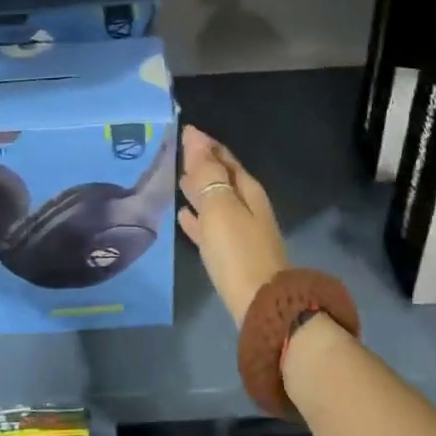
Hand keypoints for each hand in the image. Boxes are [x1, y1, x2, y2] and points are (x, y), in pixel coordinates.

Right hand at [178, 126, 287, 325]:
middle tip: (176, 153)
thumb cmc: (238, 250)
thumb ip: (206, 172)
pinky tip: (182, 217)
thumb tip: (195, 136)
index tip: (184, 131)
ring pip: (215, 202)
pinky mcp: (231, 254)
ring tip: (177, 180)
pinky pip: (210, 227)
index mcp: (247, 190)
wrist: (259, 304)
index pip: (225, 157)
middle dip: (201, 165)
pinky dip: (197, 218)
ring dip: (199, 190)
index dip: (205, 144)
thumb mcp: (220, 206)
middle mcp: (247, 206)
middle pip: (222, 178)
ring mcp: (240, 231)